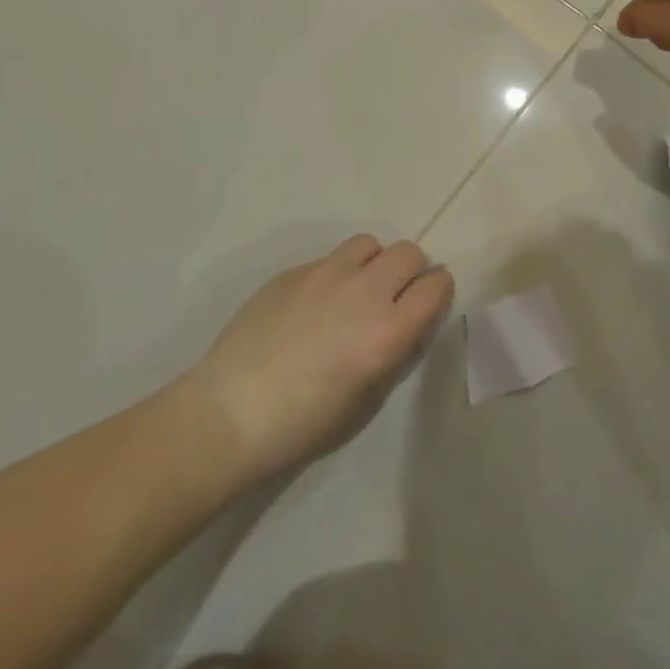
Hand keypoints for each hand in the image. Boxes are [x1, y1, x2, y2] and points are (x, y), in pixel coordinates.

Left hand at [189, 236, 453, 481]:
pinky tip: (316, 304)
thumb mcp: (366, 399)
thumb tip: (405, 322)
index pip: (436, 285)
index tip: (428, 304)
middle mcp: (364, 291)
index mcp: (388, 331)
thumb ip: (394, 351)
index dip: (437, 292)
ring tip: (356, 292)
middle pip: (409, 252)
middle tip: (394, 298)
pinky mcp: (296, 270)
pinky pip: (332, 258)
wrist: (232, 410)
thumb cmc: (303, 424)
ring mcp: (327, 273)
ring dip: (374, 264)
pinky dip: (337, 273)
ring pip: (370, 244)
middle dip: (410, 271)